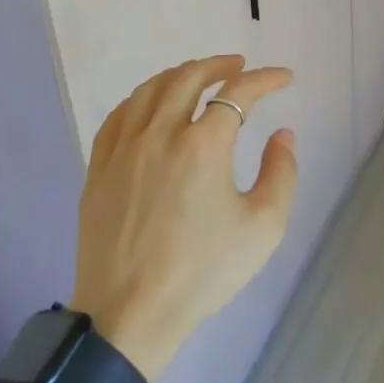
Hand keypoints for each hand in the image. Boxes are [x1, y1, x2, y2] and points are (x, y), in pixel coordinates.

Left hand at [71, 56, 297, 381]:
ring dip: (181, 74)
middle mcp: (160, 134)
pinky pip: (120, 115)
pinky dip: (143, 98)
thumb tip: (282, 135)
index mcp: (202, 146)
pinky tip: (152, 104)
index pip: (239, 92)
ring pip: (151, 89)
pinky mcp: (99, 167)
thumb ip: (282, 173)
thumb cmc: (202, 274)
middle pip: (189, 77)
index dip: (266, 79)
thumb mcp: (263, 228)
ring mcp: (124, 149)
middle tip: (239, 66)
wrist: (129, 317)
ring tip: (199, 76)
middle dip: (220, 65)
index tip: (284, 78)